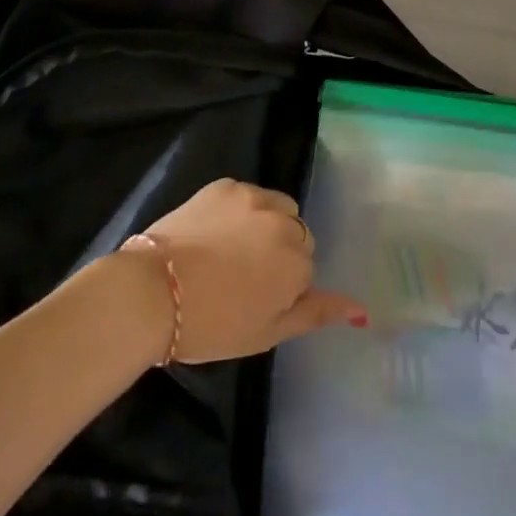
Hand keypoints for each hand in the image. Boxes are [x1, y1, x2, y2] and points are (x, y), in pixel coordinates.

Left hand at [124, 179, 367, 364]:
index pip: (306, 267)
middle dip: (279, 252)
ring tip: (230, 253)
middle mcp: (283, 219)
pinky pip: (246, 195)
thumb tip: (362, 310)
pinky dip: (238, 211)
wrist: (153, 292)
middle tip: (243, 280)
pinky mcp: (225, 184)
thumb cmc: (212, 324)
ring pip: (275, 208)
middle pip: (296, 232)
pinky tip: (213, 234)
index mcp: (297, 259)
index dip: (282, 287)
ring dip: (264, 225)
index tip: (255, 302)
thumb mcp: (268, 331)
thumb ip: (316, 313)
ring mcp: (253, 196)